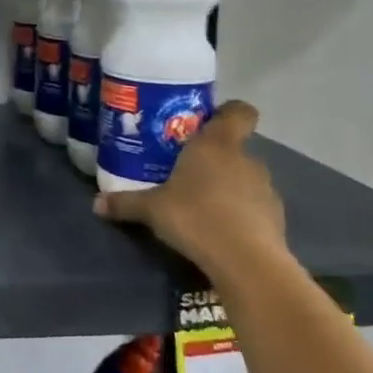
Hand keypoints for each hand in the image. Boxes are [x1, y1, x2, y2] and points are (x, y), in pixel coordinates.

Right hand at [93, 100, 286, 277]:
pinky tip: (220, 229)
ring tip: (201, 205)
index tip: (205, 123)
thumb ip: (125, 202)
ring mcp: (266, 188)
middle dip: (212, 158)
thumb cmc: (195, 216)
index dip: (226, 113)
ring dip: (227, 185)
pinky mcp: (276, 217)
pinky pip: (254, 204)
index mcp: (216, 145)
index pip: (238, 112)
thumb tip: (96, 203)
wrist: (246, 261)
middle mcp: (245, 159)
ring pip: (244, 176)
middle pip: (234, 147)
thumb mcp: (151, 209)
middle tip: (184, 172)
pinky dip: (240, 211)